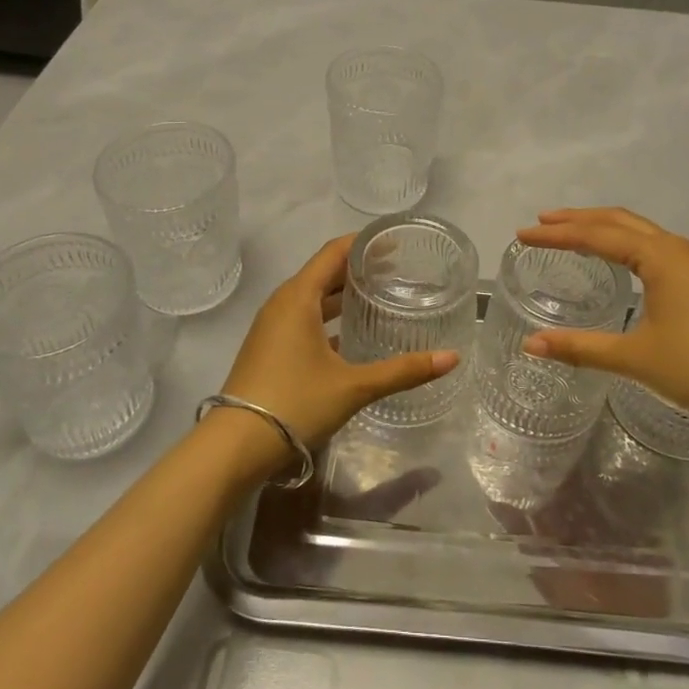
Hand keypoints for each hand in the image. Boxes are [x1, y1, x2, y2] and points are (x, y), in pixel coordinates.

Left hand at [218, 235, 458, 450]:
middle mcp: (282, 303)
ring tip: (378, 298)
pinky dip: (328, 319)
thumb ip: (403, 371)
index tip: (395, 242)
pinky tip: (352, 336)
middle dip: (358, 269)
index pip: (334, 252)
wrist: (236, 446)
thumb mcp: (354, 386)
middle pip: (323, 273)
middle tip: (397, 271)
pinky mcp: (269, 349)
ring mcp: (271, 327)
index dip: (363, 243)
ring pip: (312, 298)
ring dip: (342, 295)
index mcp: (298, 297)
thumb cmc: (295, 403)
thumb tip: (451, 358)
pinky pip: (303, 319)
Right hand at [514, 208, 688, 443]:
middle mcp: (679, 249)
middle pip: (620, 221)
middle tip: (542, 222)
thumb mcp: (635, 358)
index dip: (556, 235)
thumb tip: (530, 345)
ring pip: (643, 233)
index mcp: (660, 257)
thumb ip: (580, 348)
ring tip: (576, 236)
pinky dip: (630, 246)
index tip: (521, 234)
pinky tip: (625, 266)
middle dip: (579, 219)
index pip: (596, 236)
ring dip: (606, 229)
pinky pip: (660, 249)